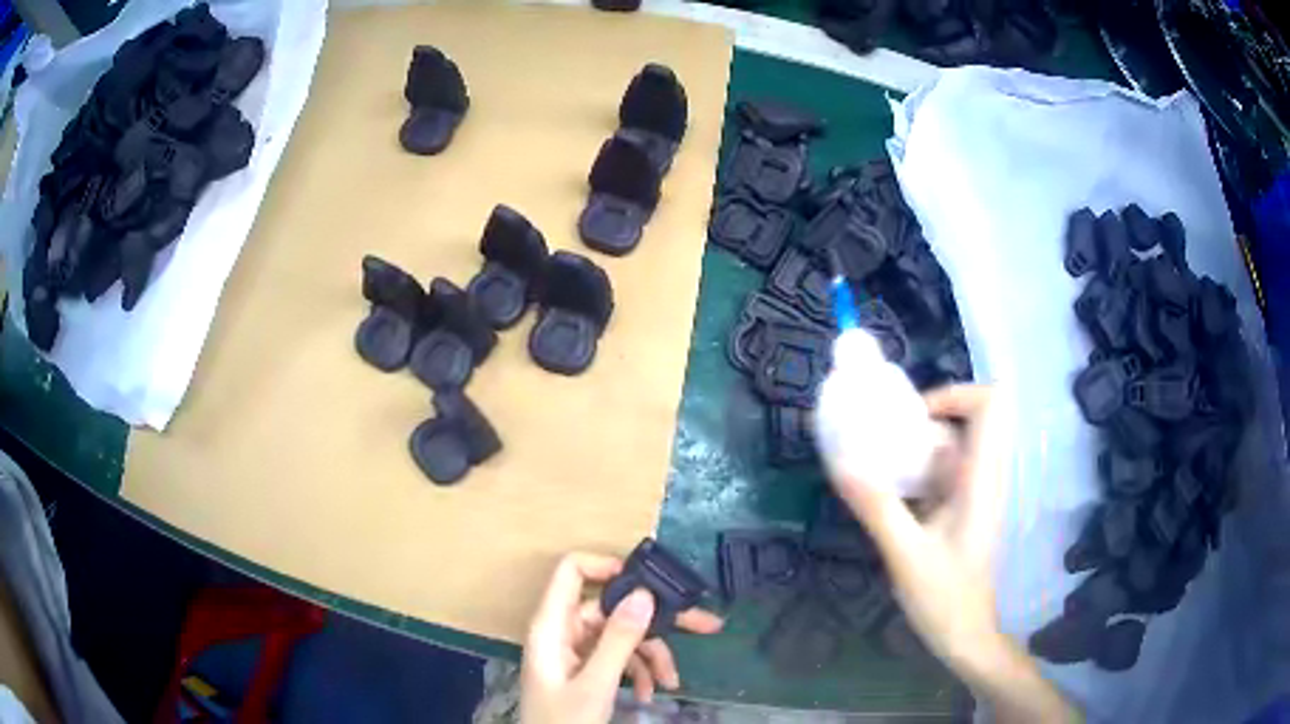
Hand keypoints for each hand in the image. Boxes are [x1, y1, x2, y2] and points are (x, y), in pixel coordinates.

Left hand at [520, 553, 722, 723]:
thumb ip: (618, 640)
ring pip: (622, 636)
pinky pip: (619, 657)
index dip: (608, 566)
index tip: (651, 582)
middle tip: (705, 625)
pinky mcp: (585, 669)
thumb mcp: (596, 684)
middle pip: (612, 608)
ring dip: (652, 656)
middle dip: (656, 622)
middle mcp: (563, 631)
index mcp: (552, 625)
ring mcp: (575, 651)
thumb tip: (644, 594)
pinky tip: (651, 693)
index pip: (572, 571)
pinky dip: (639, 671)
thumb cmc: (564, 720)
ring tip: (671, 682)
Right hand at [832, 385, 1076, 722]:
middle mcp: (983, 476)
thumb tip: (841, 462)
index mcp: (981, 479)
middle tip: (886, 437)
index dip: (955, 394)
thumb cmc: (944, 597)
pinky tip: (887, 493)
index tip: (914, 416)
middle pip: (967, 418)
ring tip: (878, 462)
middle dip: (926, 418)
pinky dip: (915, 469)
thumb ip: (877, 507)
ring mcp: (974, 492)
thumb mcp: (905, 554)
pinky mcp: (962, 508)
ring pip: (952, 444)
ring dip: (916, 445)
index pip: (991, 404)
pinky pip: (942, 470)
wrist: (965, 634)